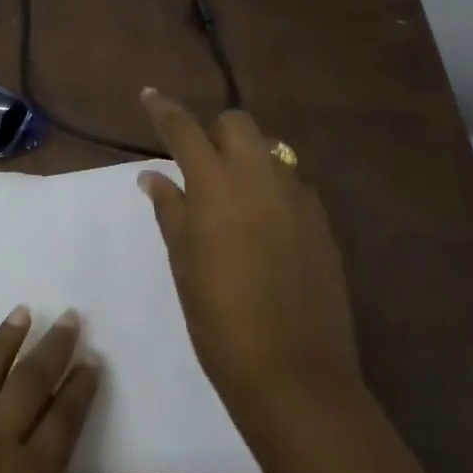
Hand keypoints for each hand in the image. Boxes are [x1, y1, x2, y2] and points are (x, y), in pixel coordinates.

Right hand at [137, 88, 362, 436]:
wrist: (295, 376)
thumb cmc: (220, 321)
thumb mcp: (184, 263)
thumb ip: (171, 210)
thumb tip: (154, 175)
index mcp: (216, 184)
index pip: (184, 129)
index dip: (164, 109)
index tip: (149, 95)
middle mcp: (259, 177)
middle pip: (237, 123)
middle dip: (214, 132)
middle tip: (199, 165)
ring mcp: (298, 197)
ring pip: (270, 149)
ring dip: (246, 157)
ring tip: (233, 196)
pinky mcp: (323, 222)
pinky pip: (294, 183)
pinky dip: (273, 187)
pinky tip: (266, 224)